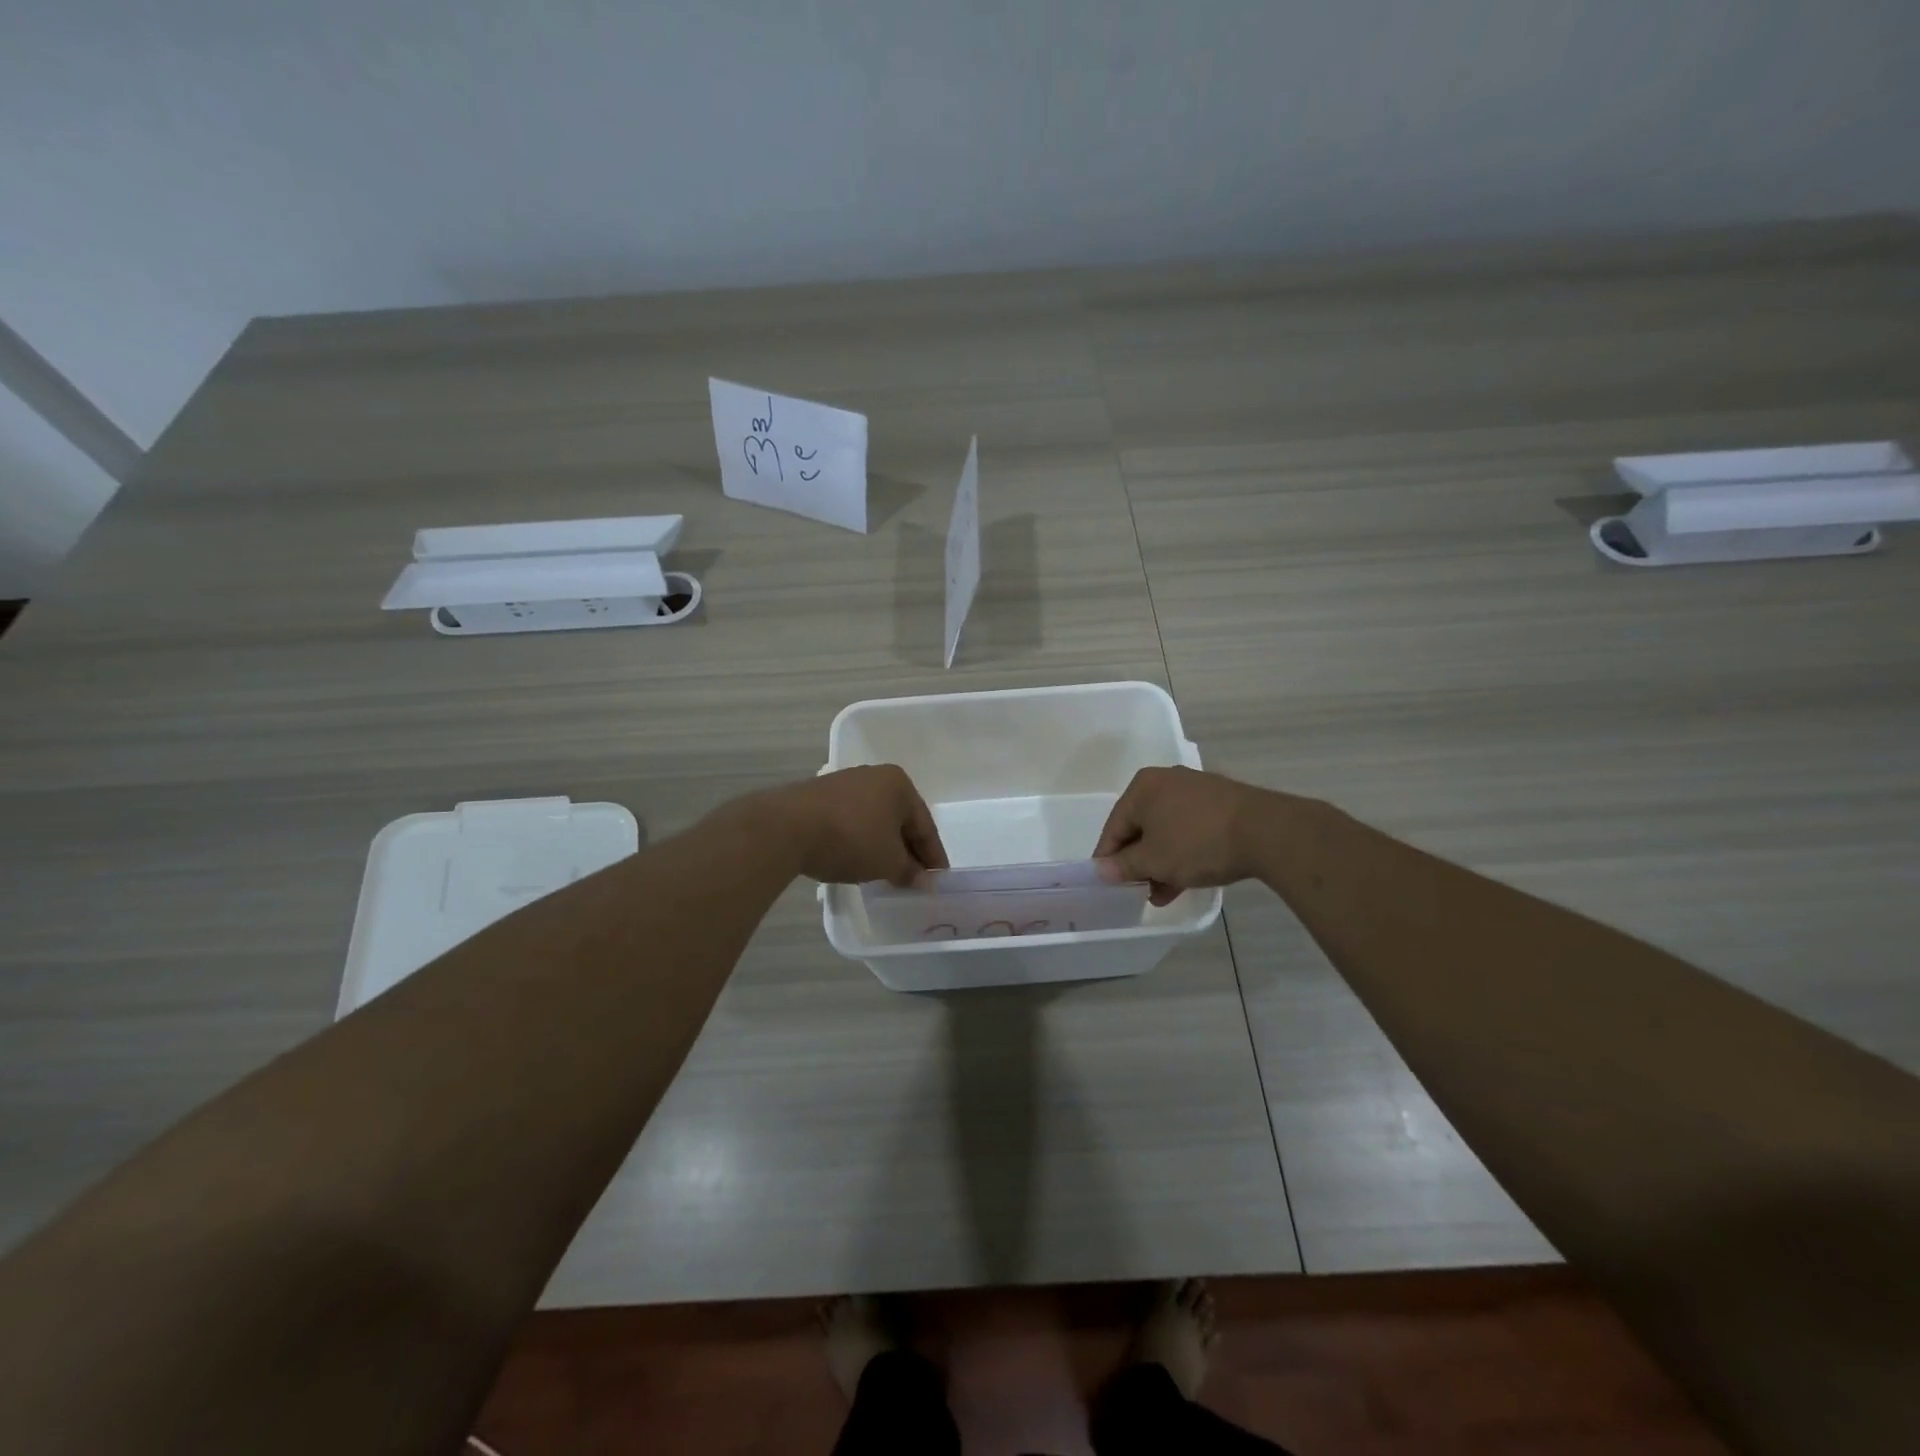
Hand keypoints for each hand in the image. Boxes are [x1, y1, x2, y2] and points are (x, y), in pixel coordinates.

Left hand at [757, 765, 949, 886]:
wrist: (786, 828)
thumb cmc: (850, 839)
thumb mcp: (887, 861)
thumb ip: (910, 871)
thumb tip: (924, 880)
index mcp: (899, 784)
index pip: (925, 825)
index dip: (933, 856)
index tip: (939, 880)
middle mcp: (874, 776)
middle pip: (900, 819)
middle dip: (908, 850)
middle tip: (915, 879)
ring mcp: (845, 783)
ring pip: (875, 819)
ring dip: (883, 845)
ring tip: (886, 872)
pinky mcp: (820, 796)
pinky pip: (852, 820)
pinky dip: (860, 840)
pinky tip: (857, 859)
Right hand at [1093, 767, 1269, 904]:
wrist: (1266, 832)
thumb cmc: (1197, 843)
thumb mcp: (1154, 860)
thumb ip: (1124, 866)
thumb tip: (1102, 869)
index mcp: (1142, 788)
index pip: (1114, 827)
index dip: (1108, 858)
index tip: (1108, 884)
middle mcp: (1165, 782)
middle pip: (1141, 827)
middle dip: (1139, 863)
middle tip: (1138, 890)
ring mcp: (1196, 791)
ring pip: (1167, 831)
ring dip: (1161, 863)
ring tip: (1162, 894)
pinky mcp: (1220, 803)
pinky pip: (1190, 829)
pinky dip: (1183, 853)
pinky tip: (1185, 880)